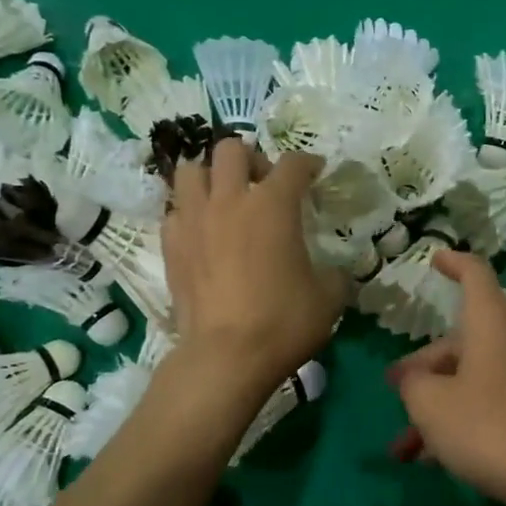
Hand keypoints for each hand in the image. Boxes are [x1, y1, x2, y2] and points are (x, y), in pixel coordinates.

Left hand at [161, 139, 347, 392]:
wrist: (227, 356)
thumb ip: (334, 273)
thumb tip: (334, 272)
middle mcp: (230, 200)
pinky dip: (189, 213)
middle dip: (251, 159)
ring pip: (191, 170)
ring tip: (225, 199)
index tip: (315, 172)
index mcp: (274, 205)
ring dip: (211, 177)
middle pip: (231, 150)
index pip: (292, 164)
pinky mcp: (171, 246)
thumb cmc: (284, 321)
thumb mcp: (330, 297)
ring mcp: (194, 220)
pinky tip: (203, 233)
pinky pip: (175, 211)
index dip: (308, 164)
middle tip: (264, 185)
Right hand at [386, 250, 505, 505]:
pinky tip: (433, 460)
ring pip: (469, 379)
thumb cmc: (487, 426)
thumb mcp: (430, 403)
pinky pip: (486, 405)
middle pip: (460, 340)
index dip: (453, 263)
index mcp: (490, 323)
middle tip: (394, 389)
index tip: (435, 260)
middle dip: (423, 366)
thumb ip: (412, 382)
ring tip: (402, 448)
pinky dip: (458, 422)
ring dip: (434, 406)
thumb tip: (413, 378)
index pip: (474, 274)